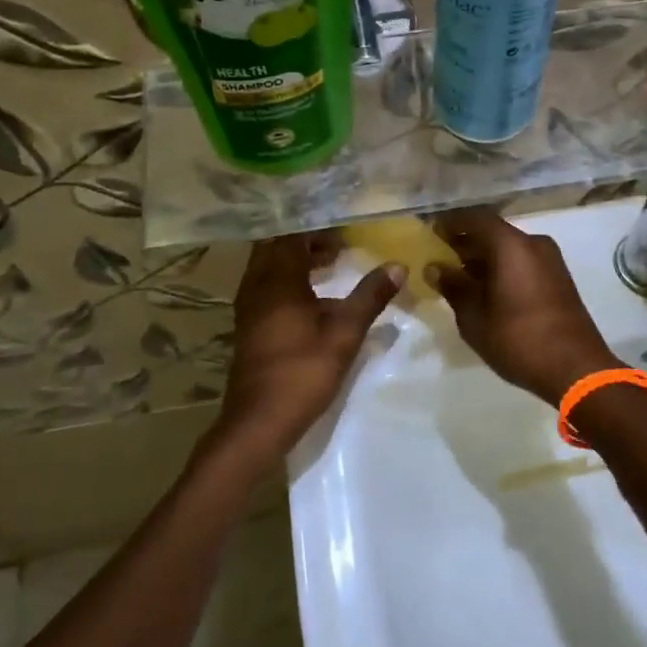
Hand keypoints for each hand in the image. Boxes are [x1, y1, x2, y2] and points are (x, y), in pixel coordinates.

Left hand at [213, 233, 403, 461]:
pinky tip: (312, 297)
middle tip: (339, 241)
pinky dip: (288, 279)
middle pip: (278, 247)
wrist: (258, 421)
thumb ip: (370, 296)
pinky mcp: (248, 325)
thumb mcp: (345, 333)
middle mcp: (257, 285)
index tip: (344, 225)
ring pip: (269, 267)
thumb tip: (398, 265)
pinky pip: (266, 286)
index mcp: (278, 280)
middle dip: (306, 240)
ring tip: (331, 262)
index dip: (317, 227)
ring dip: (296, 259)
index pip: (293, 236)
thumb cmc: (303, 372)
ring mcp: (248, 306)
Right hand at [427, 208, 619, 406]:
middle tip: (440, 257)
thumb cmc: (518, 338)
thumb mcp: (474, 317)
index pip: (475, 218)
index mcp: (511, 245)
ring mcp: (550, 261)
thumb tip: (436, 268)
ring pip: (509, 248)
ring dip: (484, 257)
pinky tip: (486, 291)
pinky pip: (523, 262)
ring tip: (459, 277)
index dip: (451, 222)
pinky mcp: (558, 279)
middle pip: (493, 232)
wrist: (577, 369)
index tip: (431, 232)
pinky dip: (502, 268)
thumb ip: (453, 286)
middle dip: (466, 242)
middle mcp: (533, 244)